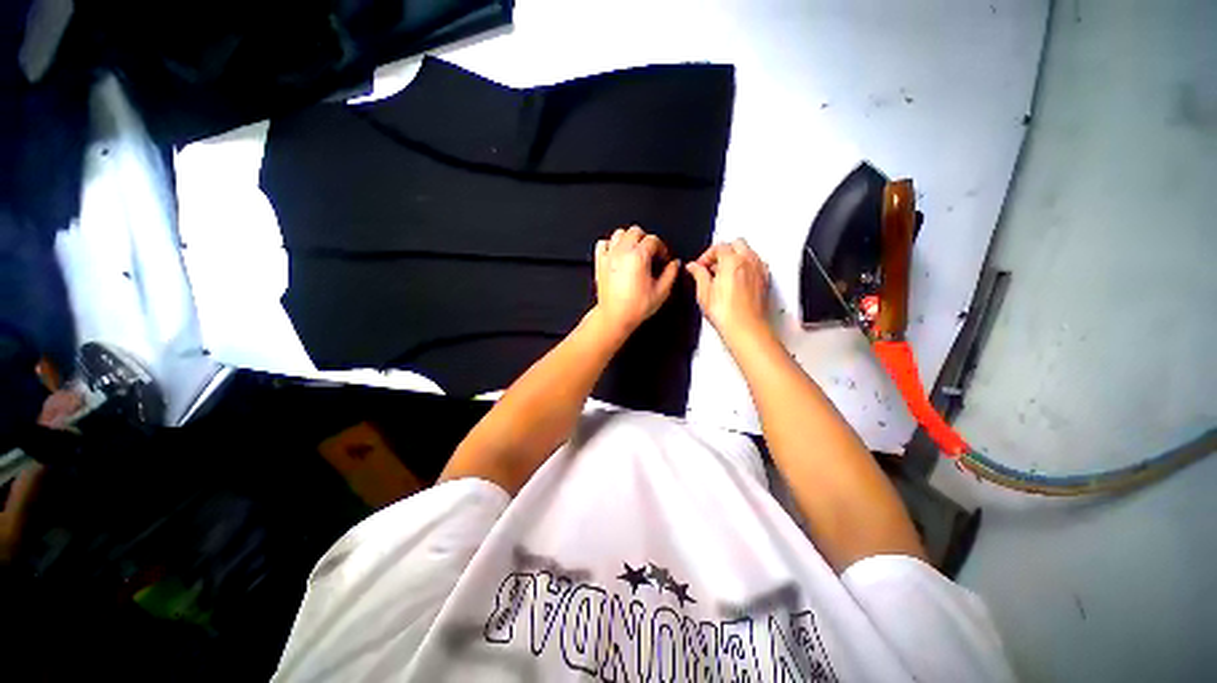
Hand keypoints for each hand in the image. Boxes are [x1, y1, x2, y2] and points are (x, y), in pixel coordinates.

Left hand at [593, 225, 680, 335]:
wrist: (614, 317)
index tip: (664, 258)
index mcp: (639, 257)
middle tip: (651, 253)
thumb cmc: (634, 307)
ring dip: (629, 239)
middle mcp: (622, 252)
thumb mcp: (661, 292)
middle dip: (646, 239)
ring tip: (635, 251)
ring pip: (619, 233)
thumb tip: (675, 264)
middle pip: (636, 231)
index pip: (653, 240)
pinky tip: (618, 254)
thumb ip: (671, 274)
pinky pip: (603, 243)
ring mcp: (609, 256)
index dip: (662, 248)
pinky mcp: (600, 262)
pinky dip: (611, 245)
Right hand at [686, 239, 770, 342]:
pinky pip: (756, 264)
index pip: (719, 247)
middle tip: (711, 266)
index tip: (699, 266)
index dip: (706, 256)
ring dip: (735, 257)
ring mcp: (759, 270)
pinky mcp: (765, 280)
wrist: (746, 329)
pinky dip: (746, 266)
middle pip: (736, 244)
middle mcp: (749, 261)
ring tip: (723, 273)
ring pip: (748, 252)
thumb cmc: (727, 314)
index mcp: (732, 261)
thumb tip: (693, 267)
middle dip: (723, 252)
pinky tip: (737, 279)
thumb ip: (698, 275)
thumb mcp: (704, 292)